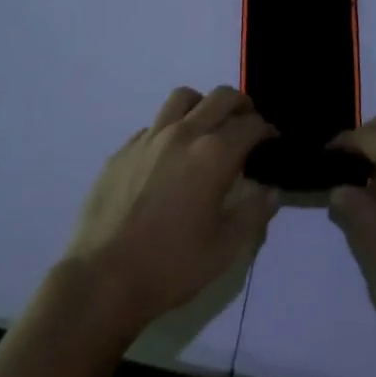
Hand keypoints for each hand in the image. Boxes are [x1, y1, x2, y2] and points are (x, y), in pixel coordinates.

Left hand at [62, 86, 279, 337]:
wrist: (103, 278)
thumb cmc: (171, 265)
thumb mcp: (225, 248)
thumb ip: (253, 213)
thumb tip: (271, 190)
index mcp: (213, 155)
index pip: (250, 125)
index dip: (267, 130)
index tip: (272, 141)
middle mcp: (182, 134)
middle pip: (220, 98)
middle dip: (241, 105)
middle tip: (248, 125)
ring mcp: (148, 139)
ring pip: (182, 98)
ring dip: (203, 105)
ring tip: (208, 128)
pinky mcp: (122, 150)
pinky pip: (154, 125)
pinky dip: (171, 129)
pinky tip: (170, 158)